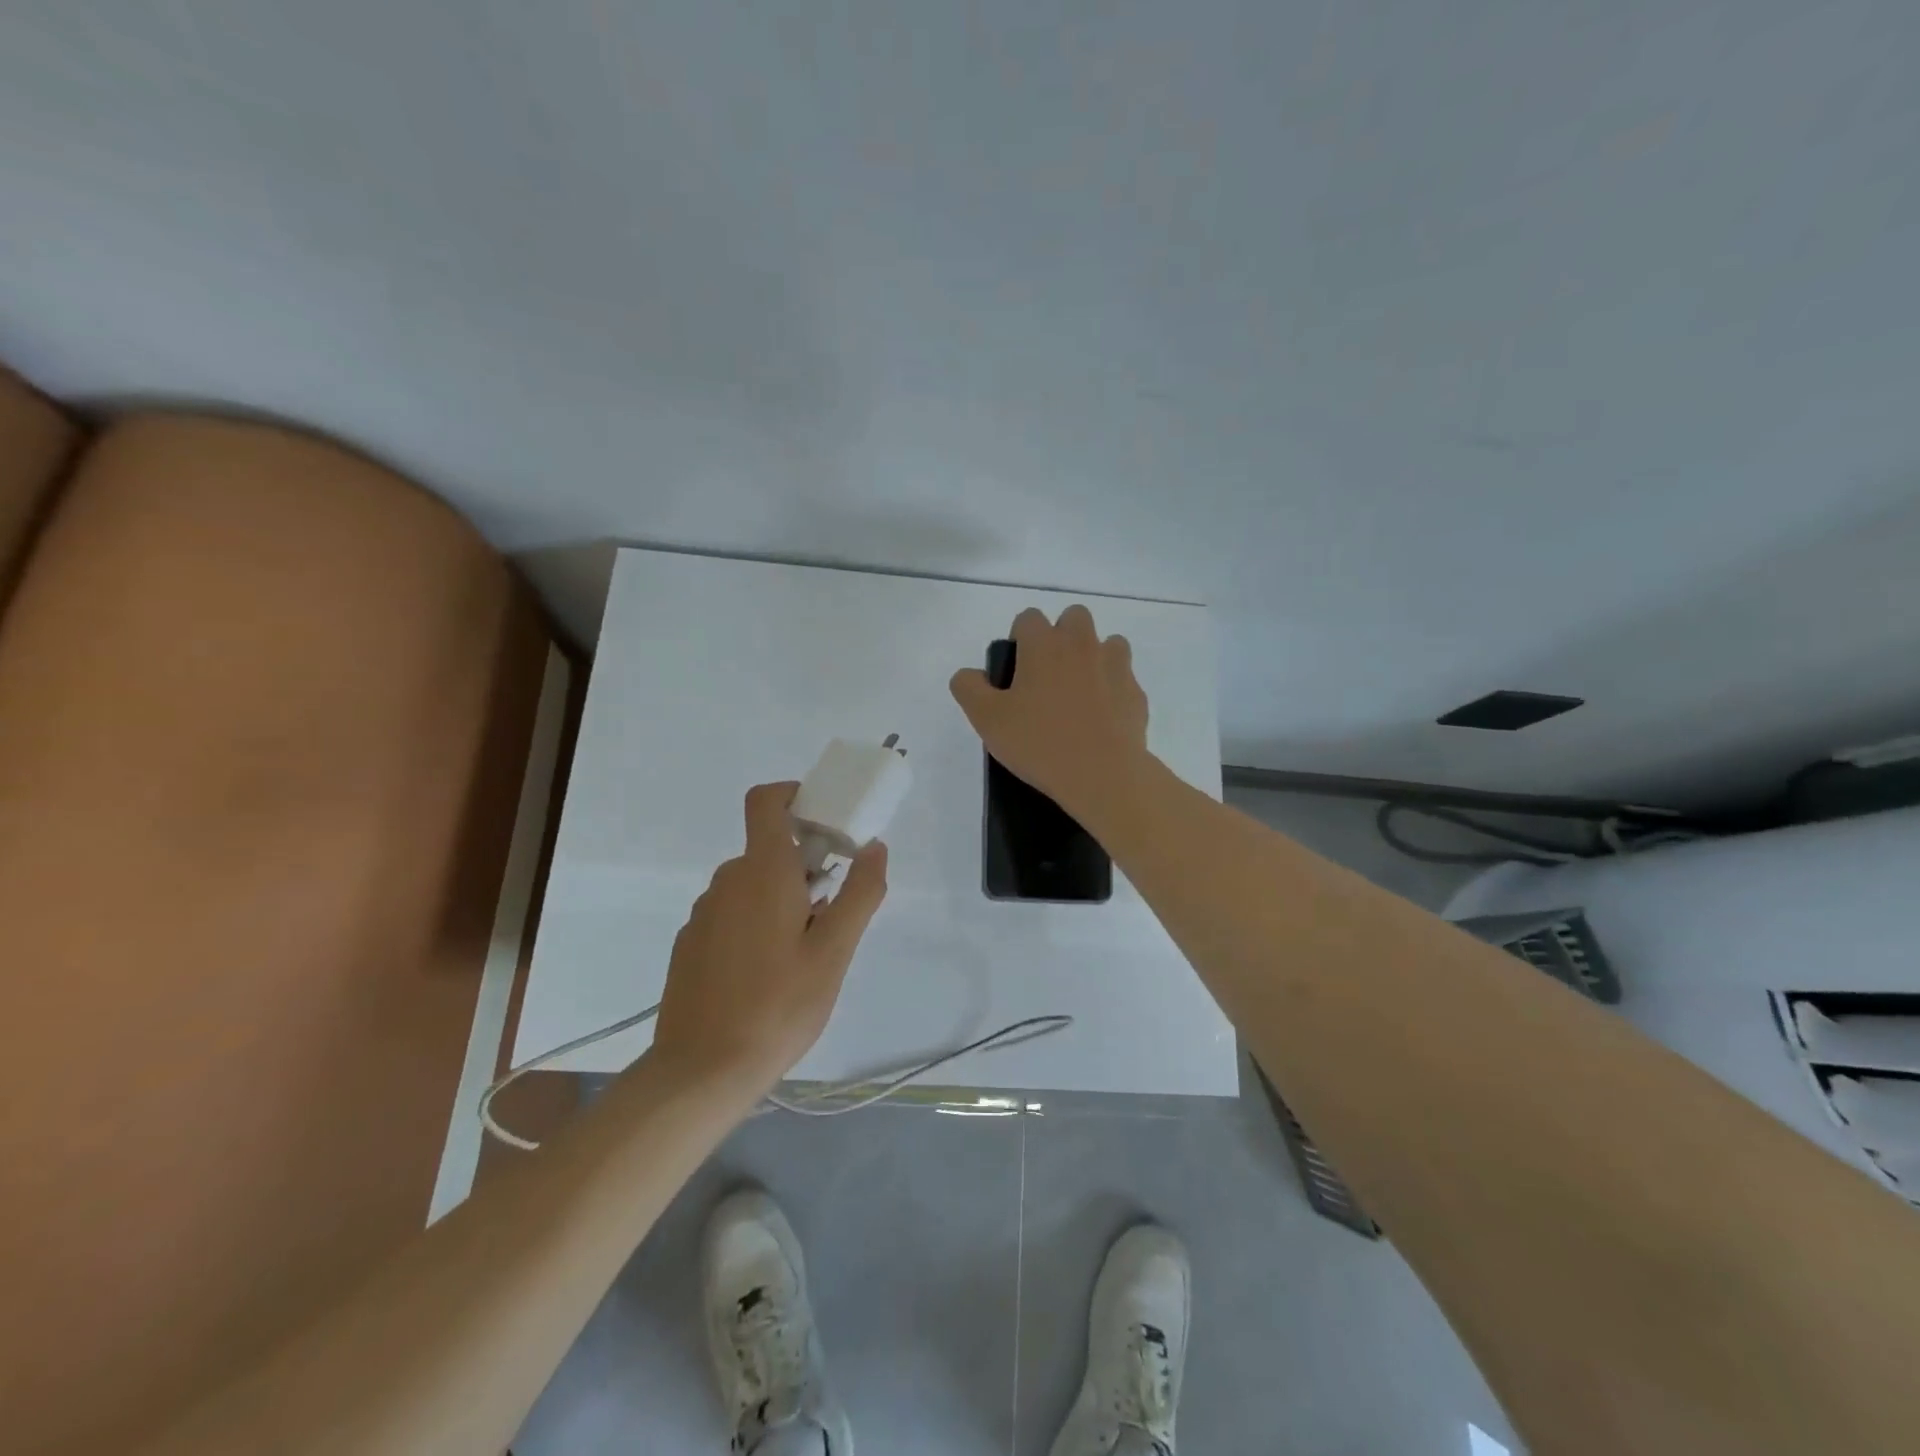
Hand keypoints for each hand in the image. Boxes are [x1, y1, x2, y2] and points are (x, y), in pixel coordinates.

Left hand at [652, 781, 888, 1092]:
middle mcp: (727, 881)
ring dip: (781, 900)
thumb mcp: (834, 952)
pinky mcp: (691, 944)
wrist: (701, 1071)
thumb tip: (875, 846)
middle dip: (804, 867)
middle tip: (830, 915)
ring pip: (751, 886)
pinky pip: (731, 914)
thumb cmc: (778, 1006)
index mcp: (762, 872)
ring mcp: (703, 914)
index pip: (766, 801)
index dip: (793, 795)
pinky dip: (755, 924)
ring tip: (803, 955)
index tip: (824, 823)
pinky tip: (767, 976)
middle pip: (768, 850)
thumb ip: (860, 893)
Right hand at [948, 604, 1150, 817]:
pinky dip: (1112, 689)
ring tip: (1079, 693)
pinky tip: (1100, 718)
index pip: (1028, 618)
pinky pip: (1123, 678)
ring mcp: (1115, 666)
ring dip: (1092, 657)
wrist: (1102, 775)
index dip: (1019, 638)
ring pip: (1106, 643)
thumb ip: (969, 688)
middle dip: (1061, 636)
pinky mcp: (1136, 693)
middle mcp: (1082, 644)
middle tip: (1047, 676)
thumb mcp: (986, 719)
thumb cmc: (1039, 742)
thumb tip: (970, 674)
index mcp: (1044, 644)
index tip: (1015, 670)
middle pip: (1073, 617)